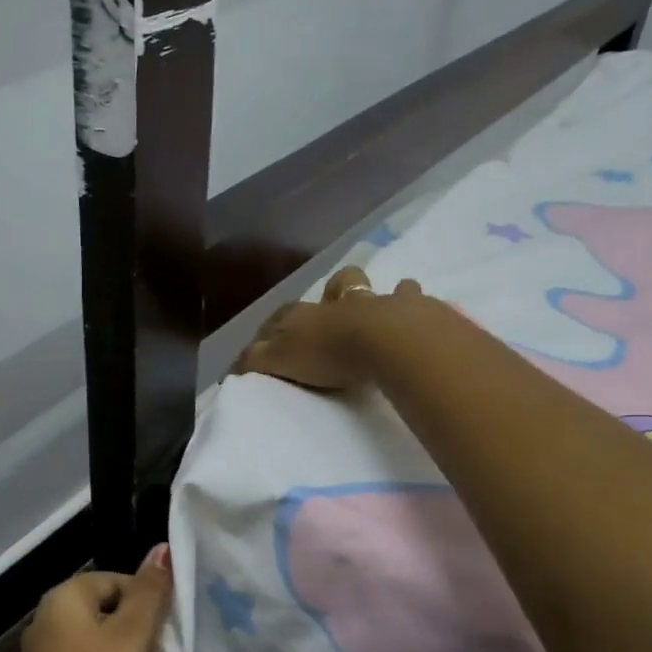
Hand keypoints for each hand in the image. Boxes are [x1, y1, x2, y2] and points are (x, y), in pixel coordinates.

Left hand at [16, 545, 171, 651]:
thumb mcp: (132, 635)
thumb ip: (150, 591)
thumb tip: (161, 548)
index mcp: (61, 599)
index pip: (114, 582)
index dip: (146, 603)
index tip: (165, 634)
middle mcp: (45, 623)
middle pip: (109, 617)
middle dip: (142, 642)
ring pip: (102, 650)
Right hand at [236, 265, 425, 390]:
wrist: (388, 341)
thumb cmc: (329, 353)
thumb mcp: (280, 361)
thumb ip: (256, 361)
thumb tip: (234, 364)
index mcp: (305, 315)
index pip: (282, 316)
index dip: (274, 327)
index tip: (270, 340)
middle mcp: (340, 302)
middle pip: (335, 287)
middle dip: (333, 292)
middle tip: (334, 306)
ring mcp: (379, 302)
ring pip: (374, 288)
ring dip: (374, 293)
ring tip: (381, 304)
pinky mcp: (415, 310)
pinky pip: (414, 298)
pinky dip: (413, 300)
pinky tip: (418, 307)